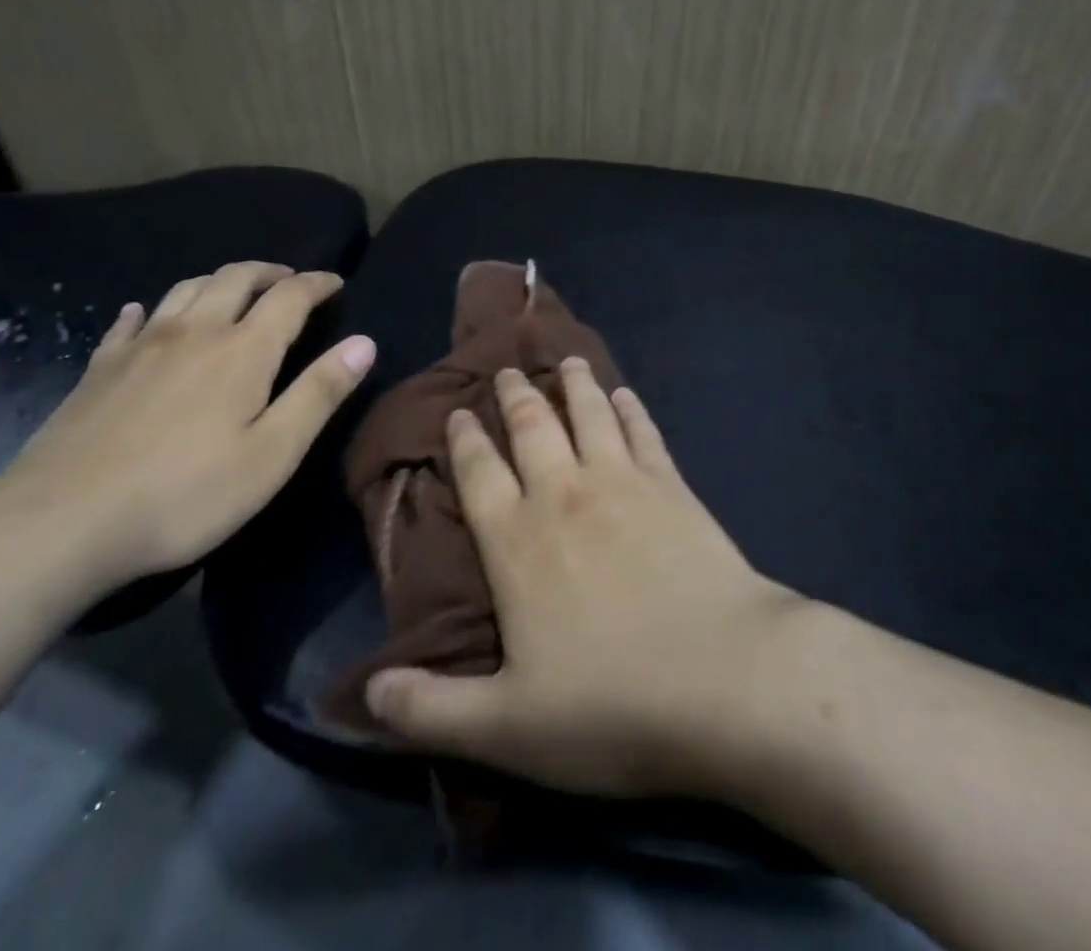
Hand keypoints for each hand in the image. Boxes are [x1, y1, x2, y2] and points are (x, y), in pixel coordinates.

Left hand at [0, 262, 375, 588]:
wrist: (59, 523)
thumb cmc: (185, 494)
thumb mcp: (272, 454)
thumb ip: (320, 394)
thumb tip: (365, 343)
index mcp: (243, 350)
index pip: (290, 296)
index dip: (317, 284)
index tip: (336, 283)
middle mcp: (194, 331)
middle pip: (236, 277)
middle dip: (270, 272)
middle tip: (290, 282)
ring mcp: (141, 346)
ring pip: (186, 288)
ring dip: (219, 280)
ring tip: (235, 292)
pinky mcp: (99, 368)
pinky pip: (130, 321)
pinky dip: (151, 309)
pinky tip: (147, 315)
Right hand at [363, 359, 802, 797]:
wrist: (724, 677)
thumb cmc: (611, 704)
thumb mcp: (505, 729)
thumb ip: (429, 710)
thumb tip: (365, 694)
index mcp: (516, 542)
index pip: (479, 474)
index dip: (465, 439)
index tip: (459, 412)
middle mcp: (563, 495)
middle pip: (531, 428)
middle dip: (514, 396)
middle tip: (507, 369)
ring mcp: (622, 483)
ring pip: (589, 415)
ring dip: (574, 385)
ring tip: (566, 361)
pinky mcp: (672, 486)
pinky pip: (643, 433)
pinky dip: (631, 409)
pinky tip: (626, 395)